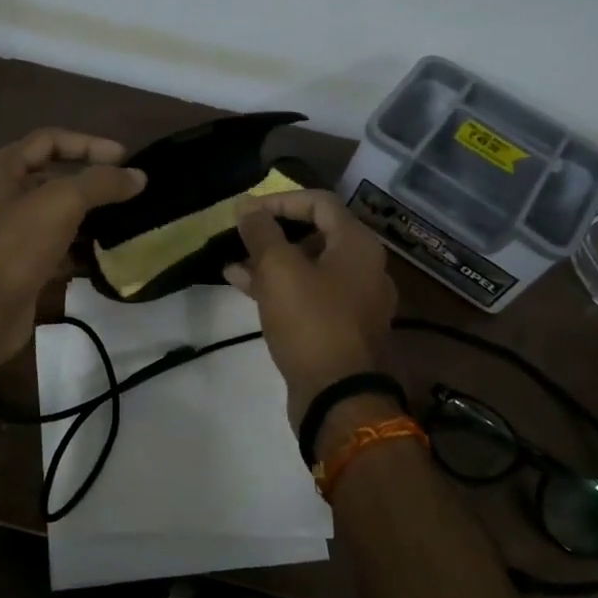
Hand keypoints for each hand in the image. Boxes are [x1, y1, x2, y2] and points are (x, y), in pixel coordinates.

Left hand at [0, 129, 145, 372]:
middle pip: (53, 178)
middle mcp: (0, 197)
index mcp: (0, 169)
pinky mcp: (20, 267)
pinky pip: (57, 249)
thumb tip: (138, 177)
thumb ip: (102, 183)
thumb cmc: (16, 244)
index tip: (126, 159)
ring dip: (90, 217)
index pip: (50, 140)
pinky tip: (108, 256)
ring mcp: (9, 234)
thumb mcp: (62, 202)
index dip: (89, 144)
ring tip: (127, 221)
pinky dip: (81, 250)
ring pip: (57, 216)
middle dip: (92, 183)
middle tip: (130, 191)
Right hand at [225, 190, 397, 429]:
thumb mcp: (279, 270)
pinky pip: (309, 295)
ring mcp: (355, 301)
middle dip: (274, 233)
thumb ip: (262, 233)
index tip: (246, 212)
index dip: (280, 200)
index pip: (320, 202)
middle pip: (317, 234)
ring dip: (272, 262)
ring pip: (309, 267)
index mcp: (358, 245)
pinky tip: (245, 288)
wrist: (339, 397)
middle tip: (241, 237)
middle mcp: (364, 268)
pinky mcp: (341, 328)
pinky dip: (280, 288)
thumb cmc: (311, 322)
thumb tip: (247, 207)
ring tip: (233, 264)